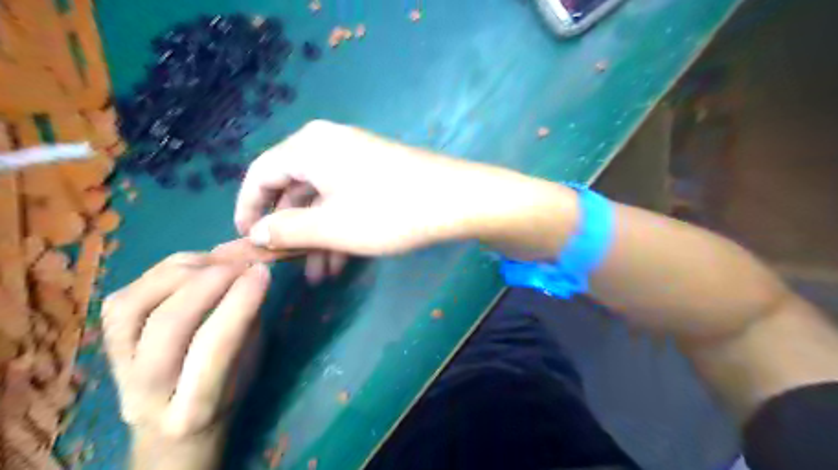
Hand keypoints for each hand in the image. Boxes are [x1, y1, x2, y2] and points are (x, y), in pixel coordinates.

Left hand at [104, 253, 269, 469]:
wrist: (170, 434)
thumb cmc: (226, 398)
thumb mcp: (250, 367)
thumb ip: (248, 325)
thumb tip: (251, 275)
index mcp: (194, 410)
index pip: (214, 348)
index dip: (239, 303)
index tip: (263, 272)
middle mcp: (145, 394)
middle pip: (168, 325)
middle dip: (209, 282)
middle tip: (242, 263)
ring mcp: (116, 370)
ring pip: (133, 307)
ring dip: (182, 273)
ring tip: (217, 263)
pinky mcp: (105, 346)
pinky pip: (122, 298)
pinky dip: (160, 274)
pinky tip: (192, 267)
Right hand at [236, 121, 577, 265]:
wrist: (456, 200)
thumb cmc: (389, 211)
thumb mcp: (332, 226)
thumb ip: (287, 229)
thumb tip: (255, 233)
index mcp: (310, 147)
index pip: (261, 174)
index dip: (248, 207)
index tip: (246, 241)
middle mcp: (329, 146)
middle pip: (293, 189)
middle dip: (291, 231)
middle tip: (287, 266)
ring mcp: (356, 160)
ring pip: (322, 201)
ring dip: (317, 237)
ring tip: (319, 276)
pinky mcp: (376, 175)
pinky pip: (345, 200)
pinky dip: (339, 228)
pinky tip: (341, 262)